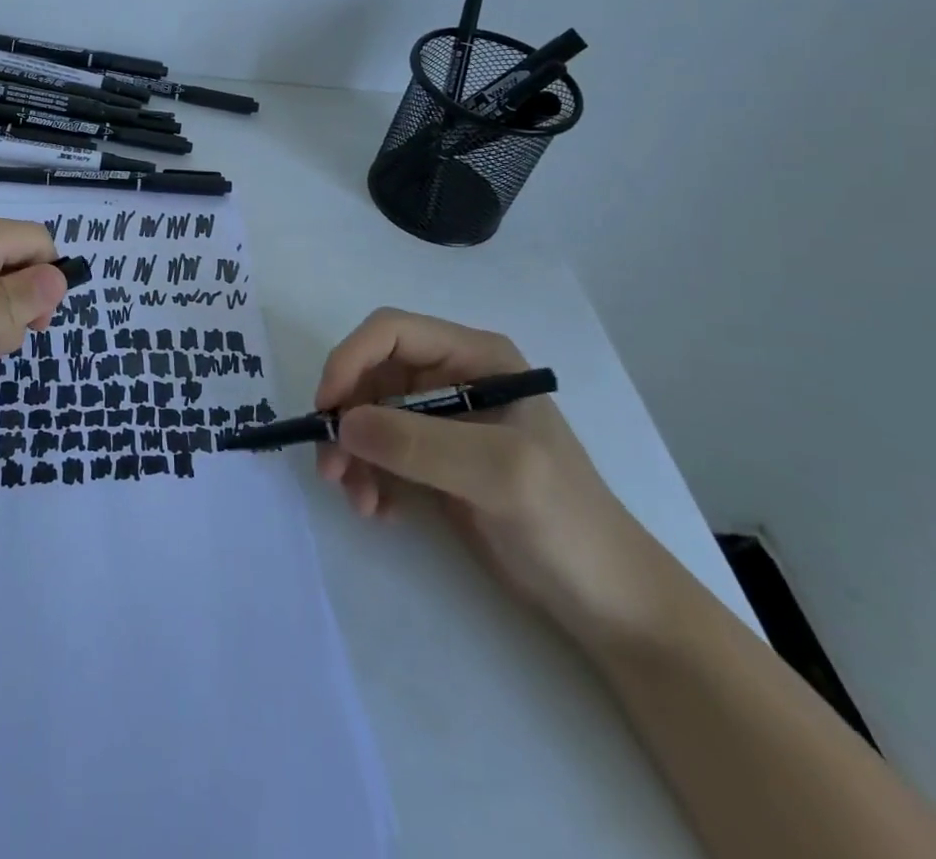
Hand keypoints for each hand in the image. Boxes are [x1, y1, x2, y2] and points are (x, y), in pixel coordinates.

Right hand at [314, 308, 683, 649]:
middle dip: (346, 417)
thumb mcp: (499, 474)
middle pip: (371, 374)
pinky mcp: (432, 460)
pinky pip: (378, 451)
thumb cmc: (566, 522)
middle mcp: (452, 378)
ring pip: (367, 415)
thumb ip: (419, 443)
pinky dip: (367, 476)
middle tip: (331, 468)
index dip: (350, 359)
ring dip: (352, 453)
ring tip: (358, 500)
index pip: (391, 332)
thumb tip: (342, 424)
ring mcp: (441, 421)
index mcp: (476, 357)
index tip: (327, 409)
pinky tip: (380, 511)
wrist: (607, 603)